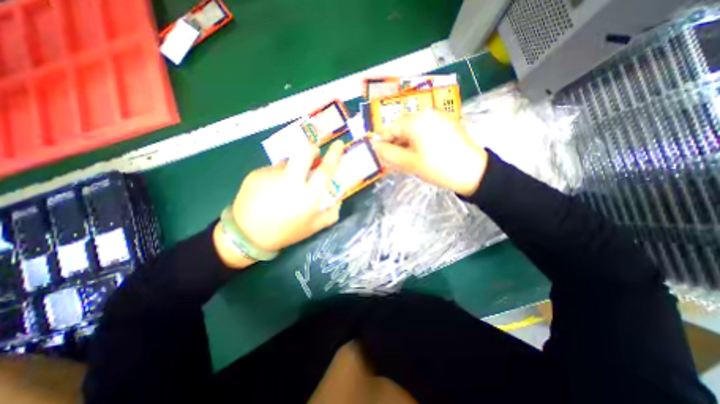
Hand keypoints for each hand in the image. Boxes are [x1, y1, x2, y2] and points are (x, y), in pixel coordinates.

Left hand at [215, 140, 343, 266]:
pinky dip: (277, 177)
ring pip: (288, 163)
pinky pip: (273, 170)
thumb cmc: (285, 232)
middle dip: (312, 148)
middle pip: (304, 152)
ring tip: (284, 188)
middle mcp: (290, 181)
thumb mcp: (314, 227)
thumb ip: (331, 212)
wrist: (247, 235)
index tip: (338, 144)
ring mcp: (271, 175)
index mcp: (307, 196)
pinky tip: (270, 192)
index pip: (325, 170)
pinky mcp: (256, 173)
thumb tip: (339, 197)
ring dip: (292, 169)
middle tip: (314, 153)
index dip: (334, 155)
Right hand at [371, 109, 489, 197]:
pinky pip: (425, 131)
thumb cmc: (438, 168)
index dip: (382, 142)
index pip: (390, 128)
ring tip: (405, 160)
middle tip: (392, 161)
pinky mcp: (447, 124)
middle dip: (395, 144)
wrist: (474, 173)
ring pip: (413, 130)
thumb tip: (375, 145)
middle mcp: (427, 113)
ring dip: (406, 144)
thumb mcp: (409, 162)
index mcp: (417, 120)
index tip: (377, 155)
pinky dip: (417, 142)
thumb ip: (388, 153)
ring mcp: (439, 117)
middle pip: (402, 128)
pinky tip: (418, 154)